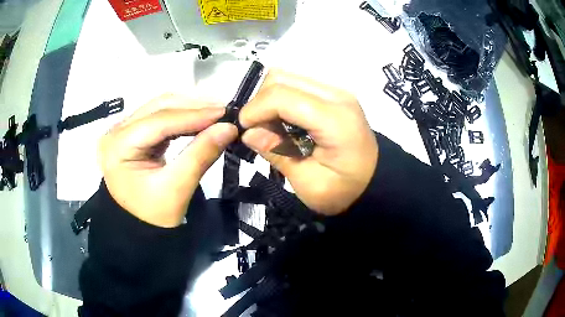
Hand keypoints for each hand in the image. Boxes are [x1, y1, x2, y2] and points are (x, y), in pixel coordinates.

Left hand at [98, 94, 237, 227]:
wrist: (139, 226)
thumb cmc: (153, 215)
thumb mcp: (177, 189)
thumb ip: (201, 155)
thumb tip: (229, 128)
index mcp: (117, 147)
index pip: (158, 122)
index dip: (193, 115)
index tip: (225, 114)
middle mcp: (116, 131)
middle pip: (158, 107)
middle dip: (193, 107)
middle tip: (224, 112)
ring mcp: (124, 128)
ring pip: (161, 107)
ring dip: (190, 108)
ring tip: (217, 114)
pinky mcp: (134, 131)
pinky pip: (161, 116)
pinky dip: (183, 116)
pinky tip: (201, 119)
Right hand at [240, 70, 377, 215]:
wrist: (374, 182)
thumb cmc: (344, 190)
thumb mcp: (310, 184)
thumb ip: (279, 154)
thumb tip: (248, 133)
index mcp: (335, 119)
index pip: (282, 96)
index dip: (255, 110)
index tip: (244, 131)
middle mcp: (336, 95)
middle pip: (281, 78)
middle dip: (260, 102)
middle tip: (258, 131)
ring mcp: (336, 91)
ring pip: (287, 77)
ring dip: (270, 99)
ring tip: (271, 127)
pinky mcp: (332, 94)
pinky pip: (297, 84)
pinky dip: (282, 99)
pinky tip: (285, 122)